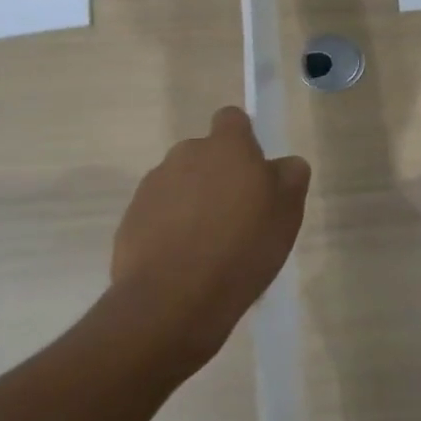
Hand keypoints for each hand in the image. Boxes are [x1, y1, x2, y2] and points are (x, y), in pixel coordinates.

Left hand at [104, 107, 310, 378]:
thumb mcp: (288, 211)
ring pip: (181, 184)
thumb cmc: (243, 247)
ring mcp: (152, 187)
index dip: (244, 139)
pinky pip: (158, 214)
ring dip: (194, 202)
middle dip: (218, 175)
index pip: (232, 119)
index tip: (254, 171)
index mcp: (227, 146)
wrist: (173, 301)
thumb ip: (290, 175)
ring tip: (210, 245)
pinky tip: (185, 262)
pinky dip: (171, 229)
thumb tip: (281, 165)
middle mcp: (185, 155)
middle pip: (205, 154)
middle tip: (238, 214)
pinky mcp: (130, 220)